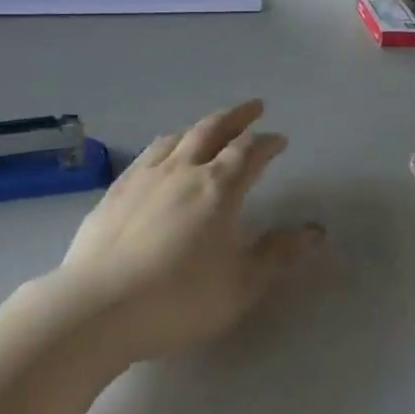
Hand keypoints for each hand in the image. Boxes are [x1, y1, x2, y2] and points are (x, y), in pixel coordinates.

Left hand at [56, 101, 322, 362]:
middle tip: (253, 108)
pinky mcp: (116, 190)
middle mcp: (182, 169)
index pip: (248, 152)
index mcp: (218, 187)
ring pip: (177, 137)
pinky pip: (148, 154)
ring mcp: (144, 176)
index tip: (279, 139)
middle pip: (212, 130)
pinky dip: (166, 145)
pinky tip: (161, 156)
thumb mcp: (241, 284)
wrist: (99, 306)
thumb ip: (279, 254)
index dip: (267, 142)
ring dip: (200, 128)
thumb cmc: (179, 298)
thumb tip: (315, 231)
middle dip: (236, 117)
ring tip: (209, 129)